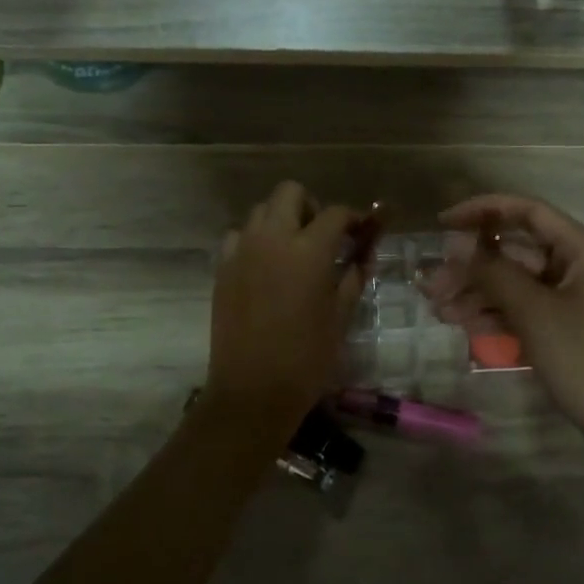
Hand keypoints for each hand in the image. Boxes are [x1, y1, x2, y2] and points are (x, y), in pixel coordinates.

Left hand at [205, 182, 366, 439]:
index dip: (353, 218)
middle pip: (290, 192)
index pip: (335, 213)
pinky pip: (238, 236)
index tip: (360, 232)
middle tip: (322, 236)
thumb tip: (361, 258)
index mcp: (309, 250)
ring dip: (281, 220)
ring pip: (261, 211)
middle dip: (311, 206)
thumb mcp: (340, 317)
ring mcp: (242, 251)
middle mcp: (273, 238)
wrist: (253, 391)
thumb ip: (352, 279)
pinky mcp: (222, 268)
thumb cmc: (306, 358)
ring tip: (293, 251)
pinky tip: (265, 266)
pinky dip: (254, 240)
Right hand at [426, 194, 583, 454]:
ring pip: (518, 284)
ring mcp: (577, 300)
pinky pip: (528, 310)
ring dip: (479, 294)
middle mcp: (581, 267)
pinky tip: (465, 326)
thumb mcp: (535, 312)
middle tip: (431, 286)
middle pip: (517, 252)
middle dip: (473, 267)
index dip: (483, 211)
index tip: (443, 224)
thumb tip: (458, 244)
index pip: (528, 212)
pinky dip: (499, 315)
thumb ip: (493, 273)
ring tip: (439, 310)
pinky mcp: (570, 329)